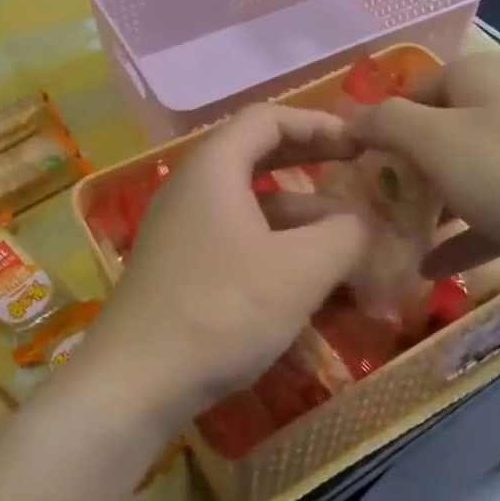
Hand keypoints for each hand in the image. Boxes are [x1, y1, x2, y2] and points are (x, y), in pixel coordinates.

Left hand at [84, 105, 370, 429]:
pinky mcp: (180, 266)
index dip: (318, 123)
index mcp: (213, 167)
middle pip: (257, 155)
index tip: (360, 143)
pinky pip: (236, 238)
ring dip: (299, 214)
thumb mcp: (299, 270)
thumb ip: (345, 234)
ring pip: (250, 204)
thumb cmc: (221, 310)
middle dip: (310, 162)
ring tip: (348, 239)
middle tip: (356, 173)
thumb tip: (365, 220)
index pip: (268, 118)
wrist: (134, 382)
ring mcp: (181, 228)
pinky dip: (275, 245)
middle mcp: (191, 187)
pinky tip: (307, 278)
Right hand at [347, 53, 499, 290]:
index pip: (410, 91)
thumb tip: (347, 116)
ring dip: (434, 206)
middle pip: (440, 131)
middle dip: (405, 170)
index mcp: (479, 77)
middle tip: (375, 207)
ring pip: (469, 171)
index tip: (353, 167)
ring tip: (399, 240)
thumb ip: (386, 124)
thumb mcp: (438, 144)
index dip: (378, 126)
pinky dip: (468, 232)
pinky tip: (436, 268)